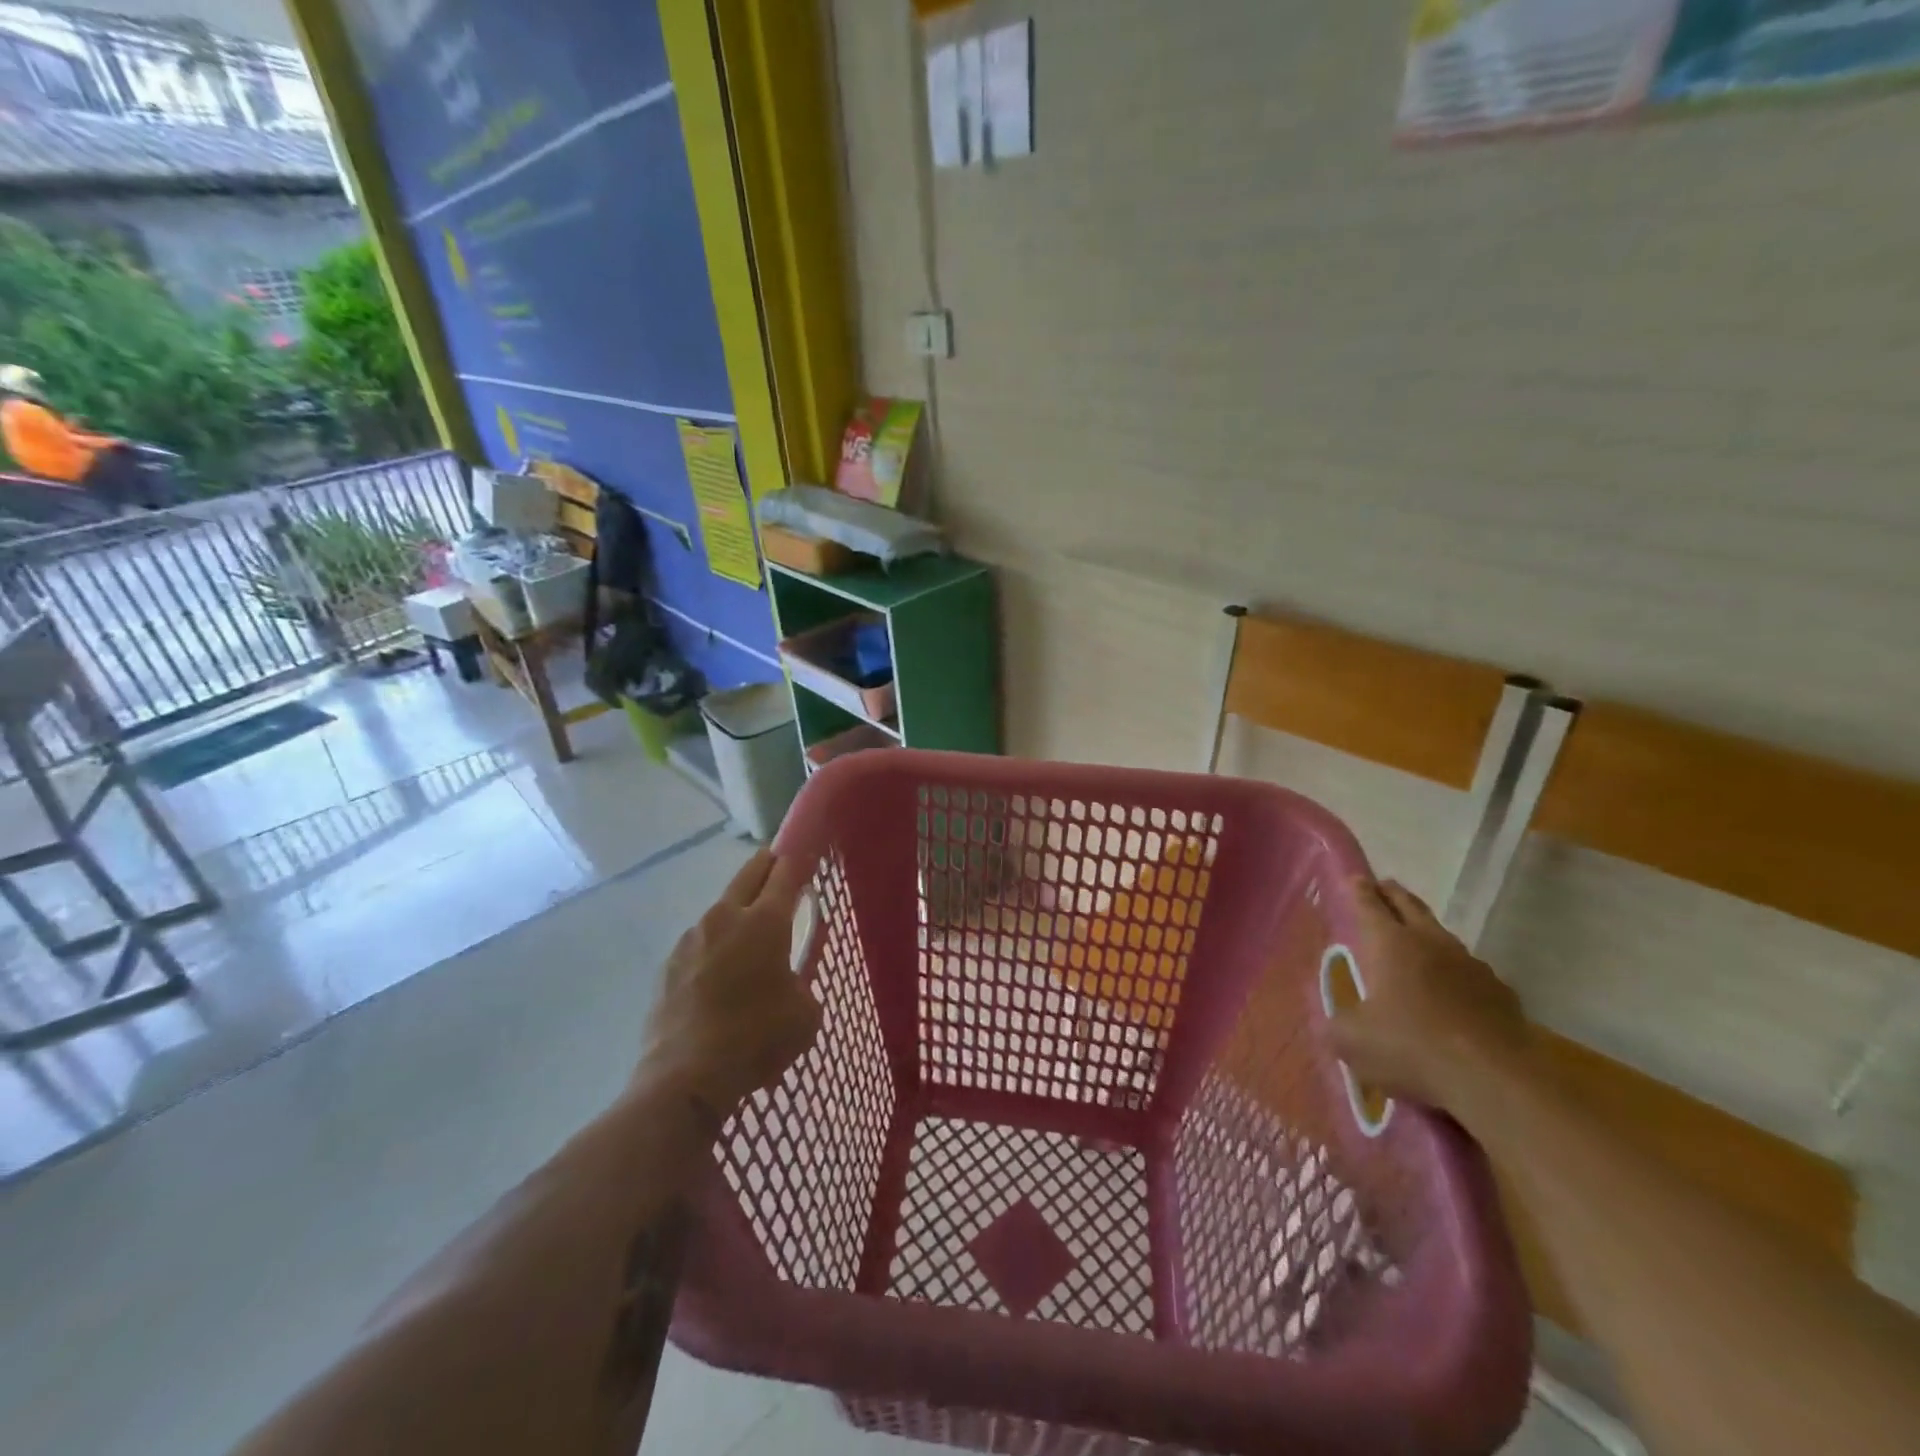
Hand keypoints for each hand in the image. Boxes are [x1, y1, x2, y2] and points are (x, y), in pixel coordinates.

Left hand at [639, 850, 821, 1121]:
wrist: (685, 1078)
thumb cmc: (757, 1039)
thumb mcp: (805, 1013)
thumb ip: (803, 981)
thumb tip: (789, 979)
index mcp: (765, 921)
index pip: (786, 873)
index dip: (800, 861)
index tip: (808, 857)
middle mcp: (726, 917)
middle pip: (749, 875)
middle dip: (767, 866)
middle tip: (780, 869)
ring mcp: (691, 939)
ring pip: (721, 908)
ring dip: (738, 910)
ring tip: (749, 934)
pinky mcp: (669, 964)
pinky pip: (700, 941)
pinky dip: (715, 944)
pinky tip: (720, 972)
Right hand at [1329, 879, 1531, 1113]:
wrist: (1495, 1080)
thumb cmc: (1411, 1048)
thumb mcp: (1352, 1042)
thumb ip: (1336, 1027)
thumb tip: (1331, 1025)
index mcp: (1389, 944)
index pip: (1369, 905)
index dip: (1359, 890)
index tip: (1356, 877)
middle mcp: (1430, 943)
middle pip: (1410, 907)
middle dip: (1393, 894)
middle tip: (1384, 886)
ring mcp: (1471, 966)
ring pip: (1443, 936)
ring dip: (1427, 931)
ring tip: (1418, 936)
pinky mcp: (1501, 993)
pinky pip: (1471, 971)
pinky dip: (1456, 972)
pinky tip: (1454, 989)